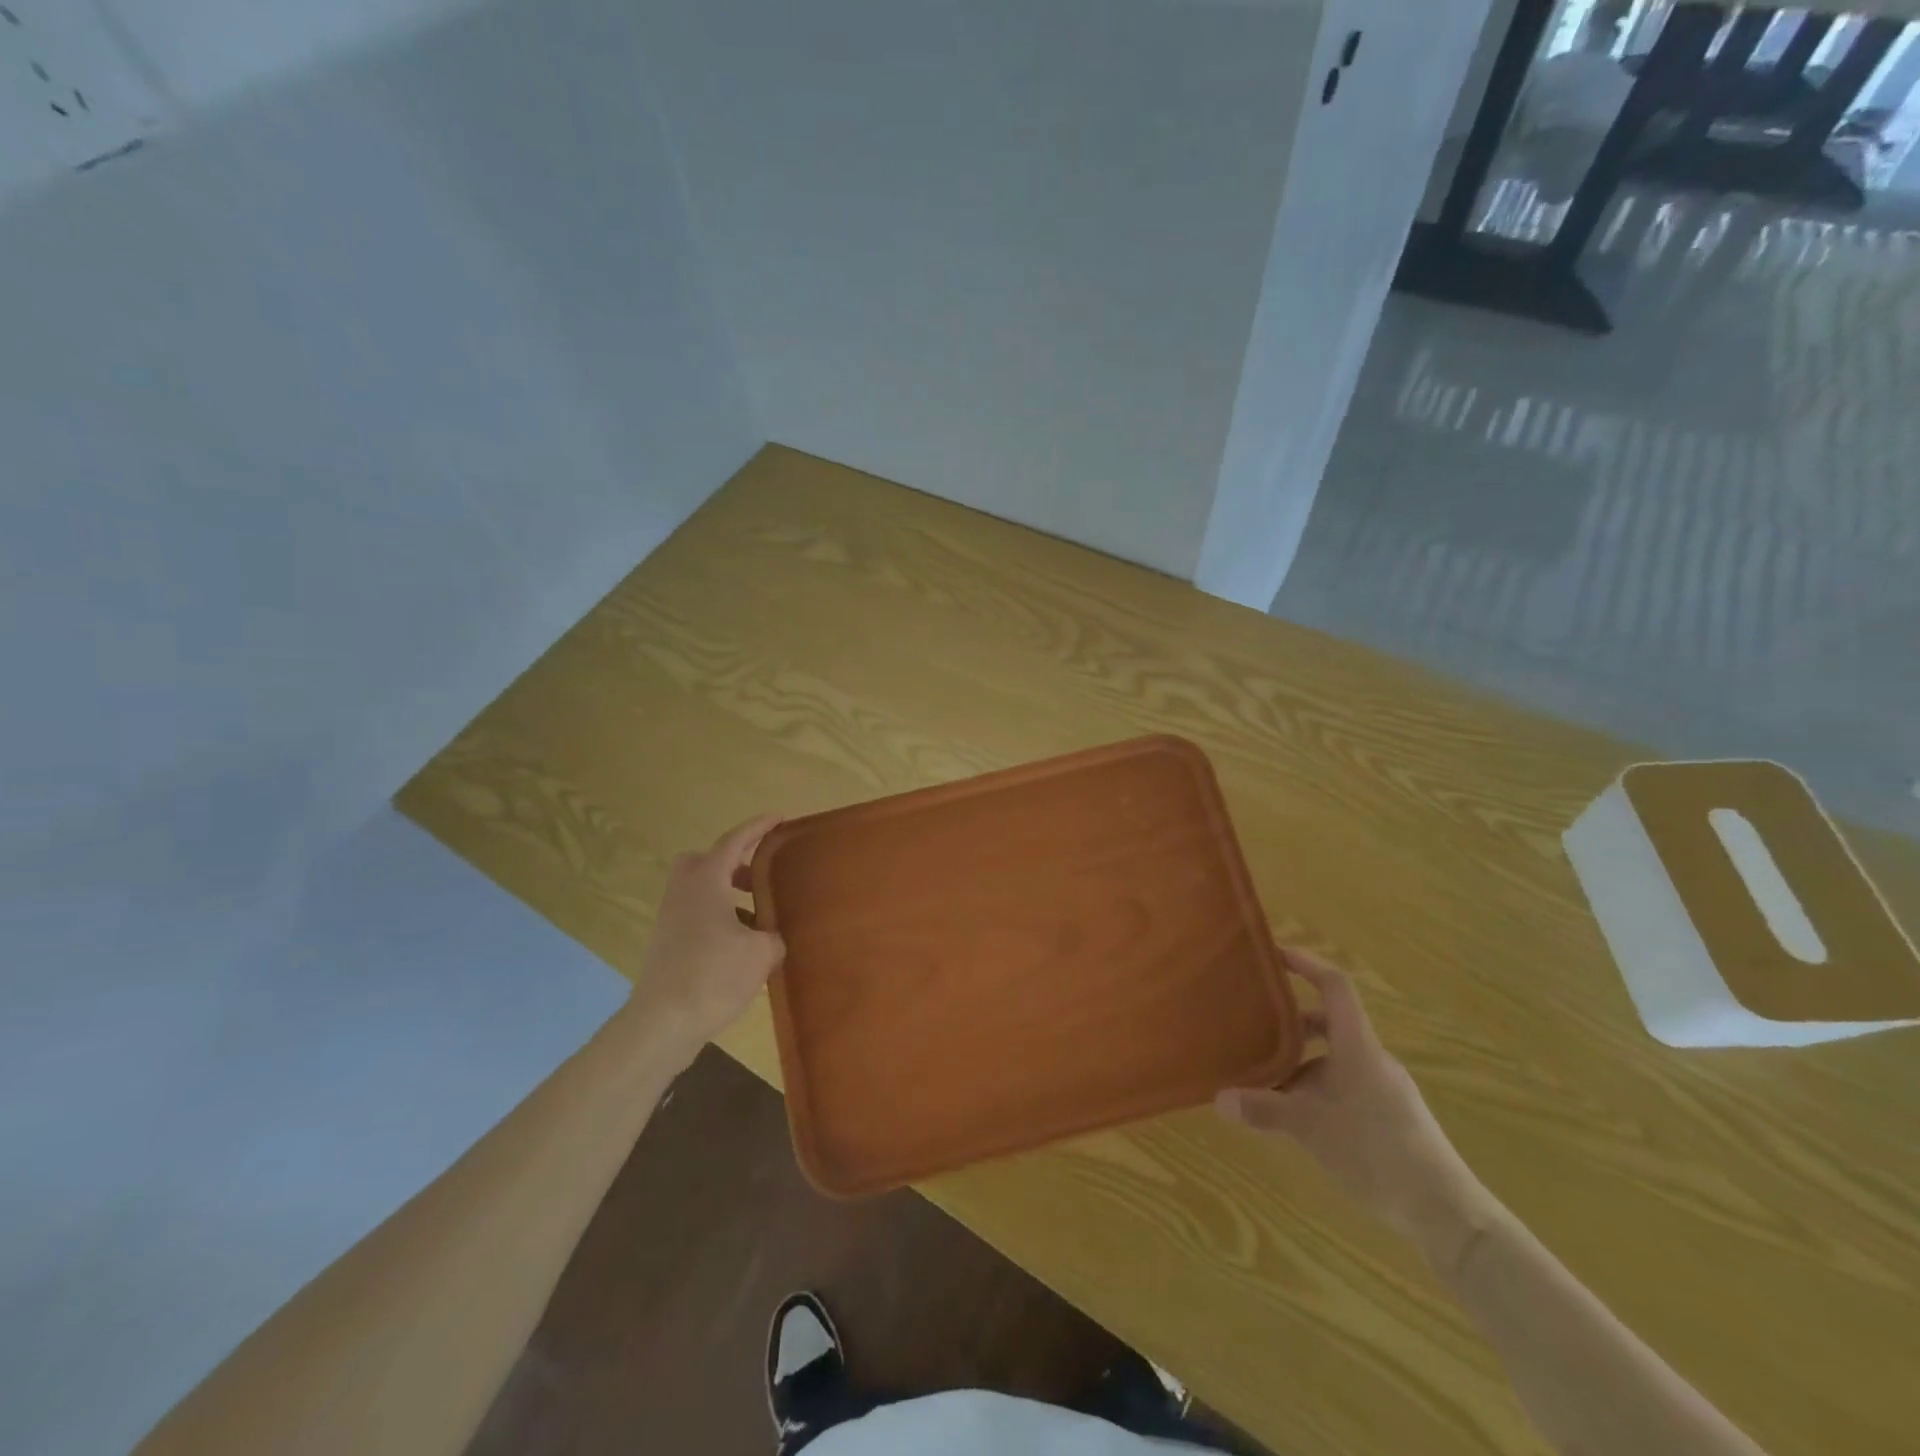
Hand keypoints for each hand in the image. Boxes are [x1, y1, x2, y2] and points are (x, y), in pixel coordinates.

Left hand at [628, 814, 785, 1060]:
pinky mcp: (667, 943)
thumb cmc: (714, 975)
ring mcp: (671, 918)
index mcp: (706, 880)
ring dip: (728, 894)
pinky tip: (742, 946)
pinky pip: (697, 915)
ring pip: (701, 890)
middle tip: (760, 875)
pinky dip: (720, 918)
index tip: (779, 818)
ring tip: (759, 916)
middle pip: (706, 860)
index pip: (735, 841)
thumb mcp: (761, 952)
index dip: (758, 827)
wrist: (662, 1022)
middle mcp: (684, 891)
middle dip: (733, 862)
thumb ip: (773, 935)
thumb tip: (773, 936)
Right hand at [1217, 949, 1492, 1267]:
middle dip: (1291, 1024)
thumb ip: (1264, 1110)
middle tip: (1253, 1028)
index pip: (1334, 986)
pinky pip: (1344, 1086)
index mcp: (1358, 1046)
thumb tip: (1218, 1099)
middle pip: (1329, 1022)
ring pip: (1334, 1059)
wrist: (1447, 1213)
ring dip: (1300, 1064)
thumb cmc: (1378, 1152)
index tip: (1274, 954)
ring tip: (1265, 1082)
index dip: (1306, 963)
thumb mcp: (1311, 1129)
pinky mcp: (1389, 1117)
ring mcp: (1383, 1088)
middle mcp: (1371, 1059)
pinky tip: (1296, 1119)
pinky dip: (1316, 1090)